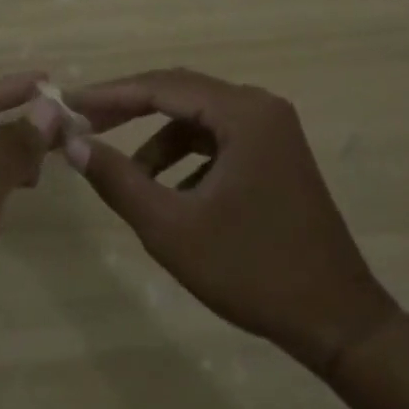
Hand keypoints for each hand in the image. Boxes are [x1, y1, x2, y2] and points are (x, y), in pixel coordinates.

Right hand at [64, 68, 399, 376]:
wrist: (338, 323)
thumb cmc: (252, 271)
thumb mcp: (172, 228)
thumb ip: (119, 180)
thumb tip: (72, 142)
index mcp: (243, 112)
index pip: (162, 86)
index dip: (111, 95)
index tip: (69, 104)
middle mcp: (260, 107)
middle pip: (180, 93)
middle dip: (130, 110)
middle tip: (85, 126)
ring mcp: (273, 130)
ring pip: (198, 119)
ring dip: (159, 141)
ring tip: (129, 178)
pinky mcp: (276, 154)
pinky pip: (218, 140)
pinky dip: (187, 158)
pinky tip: (171, 194)